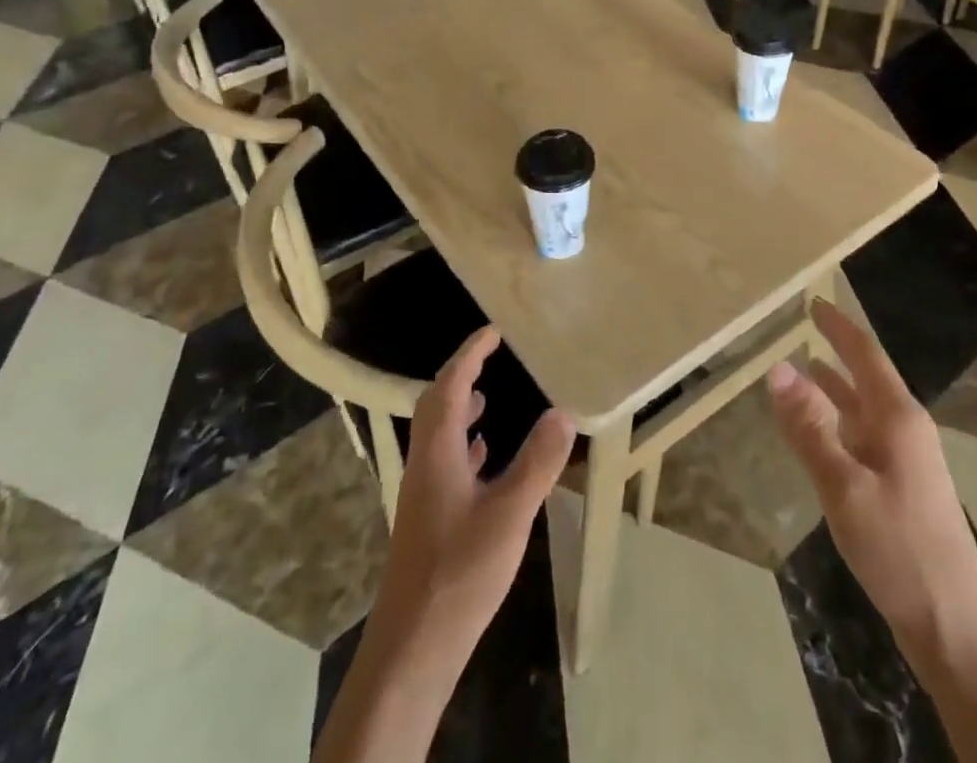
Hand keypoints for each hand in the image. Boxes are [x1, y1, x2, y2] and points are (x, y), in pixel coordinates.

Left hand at [374, 327, 575, 650]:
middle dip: (461, 376)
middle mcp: (424, 462)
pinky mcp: (428, 518)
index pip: (449, 386)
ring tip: (487, 400)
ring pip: (438, 435)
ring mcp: (423, 492)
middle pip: (436, 405)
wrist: (413, 644)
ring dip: (459, 409)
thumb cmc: (460, 570)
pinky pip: (444, 462)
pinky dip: (462, 445)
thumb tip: (562, 412)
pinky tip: (482, 458)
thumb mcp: (510, 513)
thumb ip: (537, 462)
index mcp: (438, 451)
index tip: (492, 331)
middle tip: (490, 358)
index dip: (469, 354)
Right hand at [767, 301, 976, 669]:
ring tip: (805, 369)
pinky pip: (864, 438)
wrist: (956, 634)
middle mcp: (906, 431)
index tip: (814, 301)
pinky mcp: (903, 491)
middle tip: (805, 327)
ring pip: (864, 410)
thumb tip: (777, 367)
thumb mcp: (844, 487)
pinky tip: (821, 433)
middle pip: (867, 378)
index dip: (839, 326)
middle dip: (837, 351)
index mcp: (899, 419)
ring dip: (836, 388)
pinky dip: (839, 423)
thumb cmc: (900, 551)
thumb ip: (810, 427)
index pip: (866, 355)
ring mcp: (908, 463)